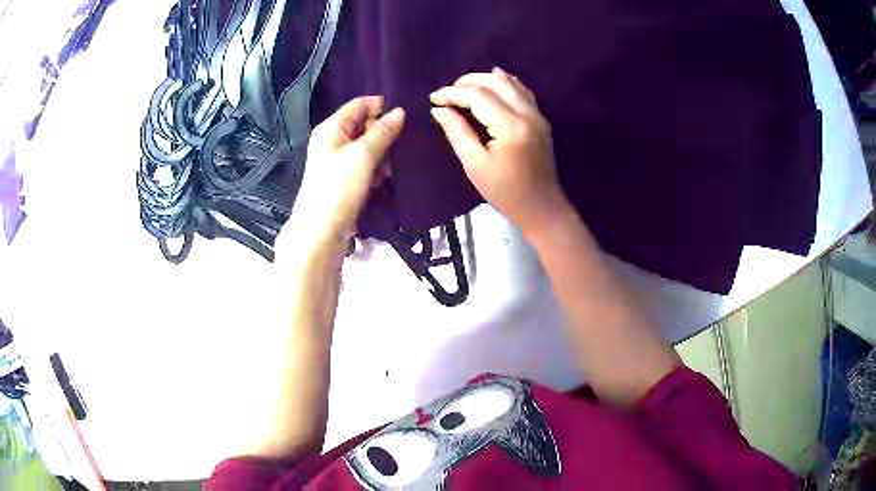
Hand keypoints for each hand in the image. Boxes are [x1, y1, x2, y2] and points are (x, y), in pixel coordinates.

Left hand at [280, 96, 404, 257]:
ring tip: (389, 169)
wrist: (321, 231)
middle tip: (397, 148)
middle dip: (383, 134)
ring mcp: (336, 160)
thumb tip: (400, 111)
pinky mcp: (342, 179)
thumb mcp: (363, 155)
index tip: (403, 119)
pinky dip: (374, 169)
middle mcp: (332, 140)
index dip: (381, 107)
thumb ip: (382, 132)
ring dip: (381, 154)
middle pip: (363, 125)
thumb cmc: (339, 188)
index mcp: (331, 128)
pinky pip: (363, 165)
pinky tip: (382, 181)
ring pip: (366, 146)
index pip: (359, 104)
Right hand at [430, 68, 570, 237]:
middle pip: (494, 82)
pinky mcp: (541, 119)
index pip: (477, 96)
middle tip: (447, 92)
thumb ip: (456, 132)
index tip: (433, 98)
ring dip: (484, 79)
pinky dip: (504, 83)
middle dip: (467, 82)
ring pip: (510, 82)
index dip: (453, 93)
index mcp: (510, 127)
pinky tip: (491, 84)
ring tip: (463, 88)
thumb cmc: (505, 193)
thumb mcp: (474, 165)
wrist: (541, 208)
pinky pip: (521, 90)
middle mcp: (527, 113)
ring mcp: (537, 114)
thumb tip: (438, 109)